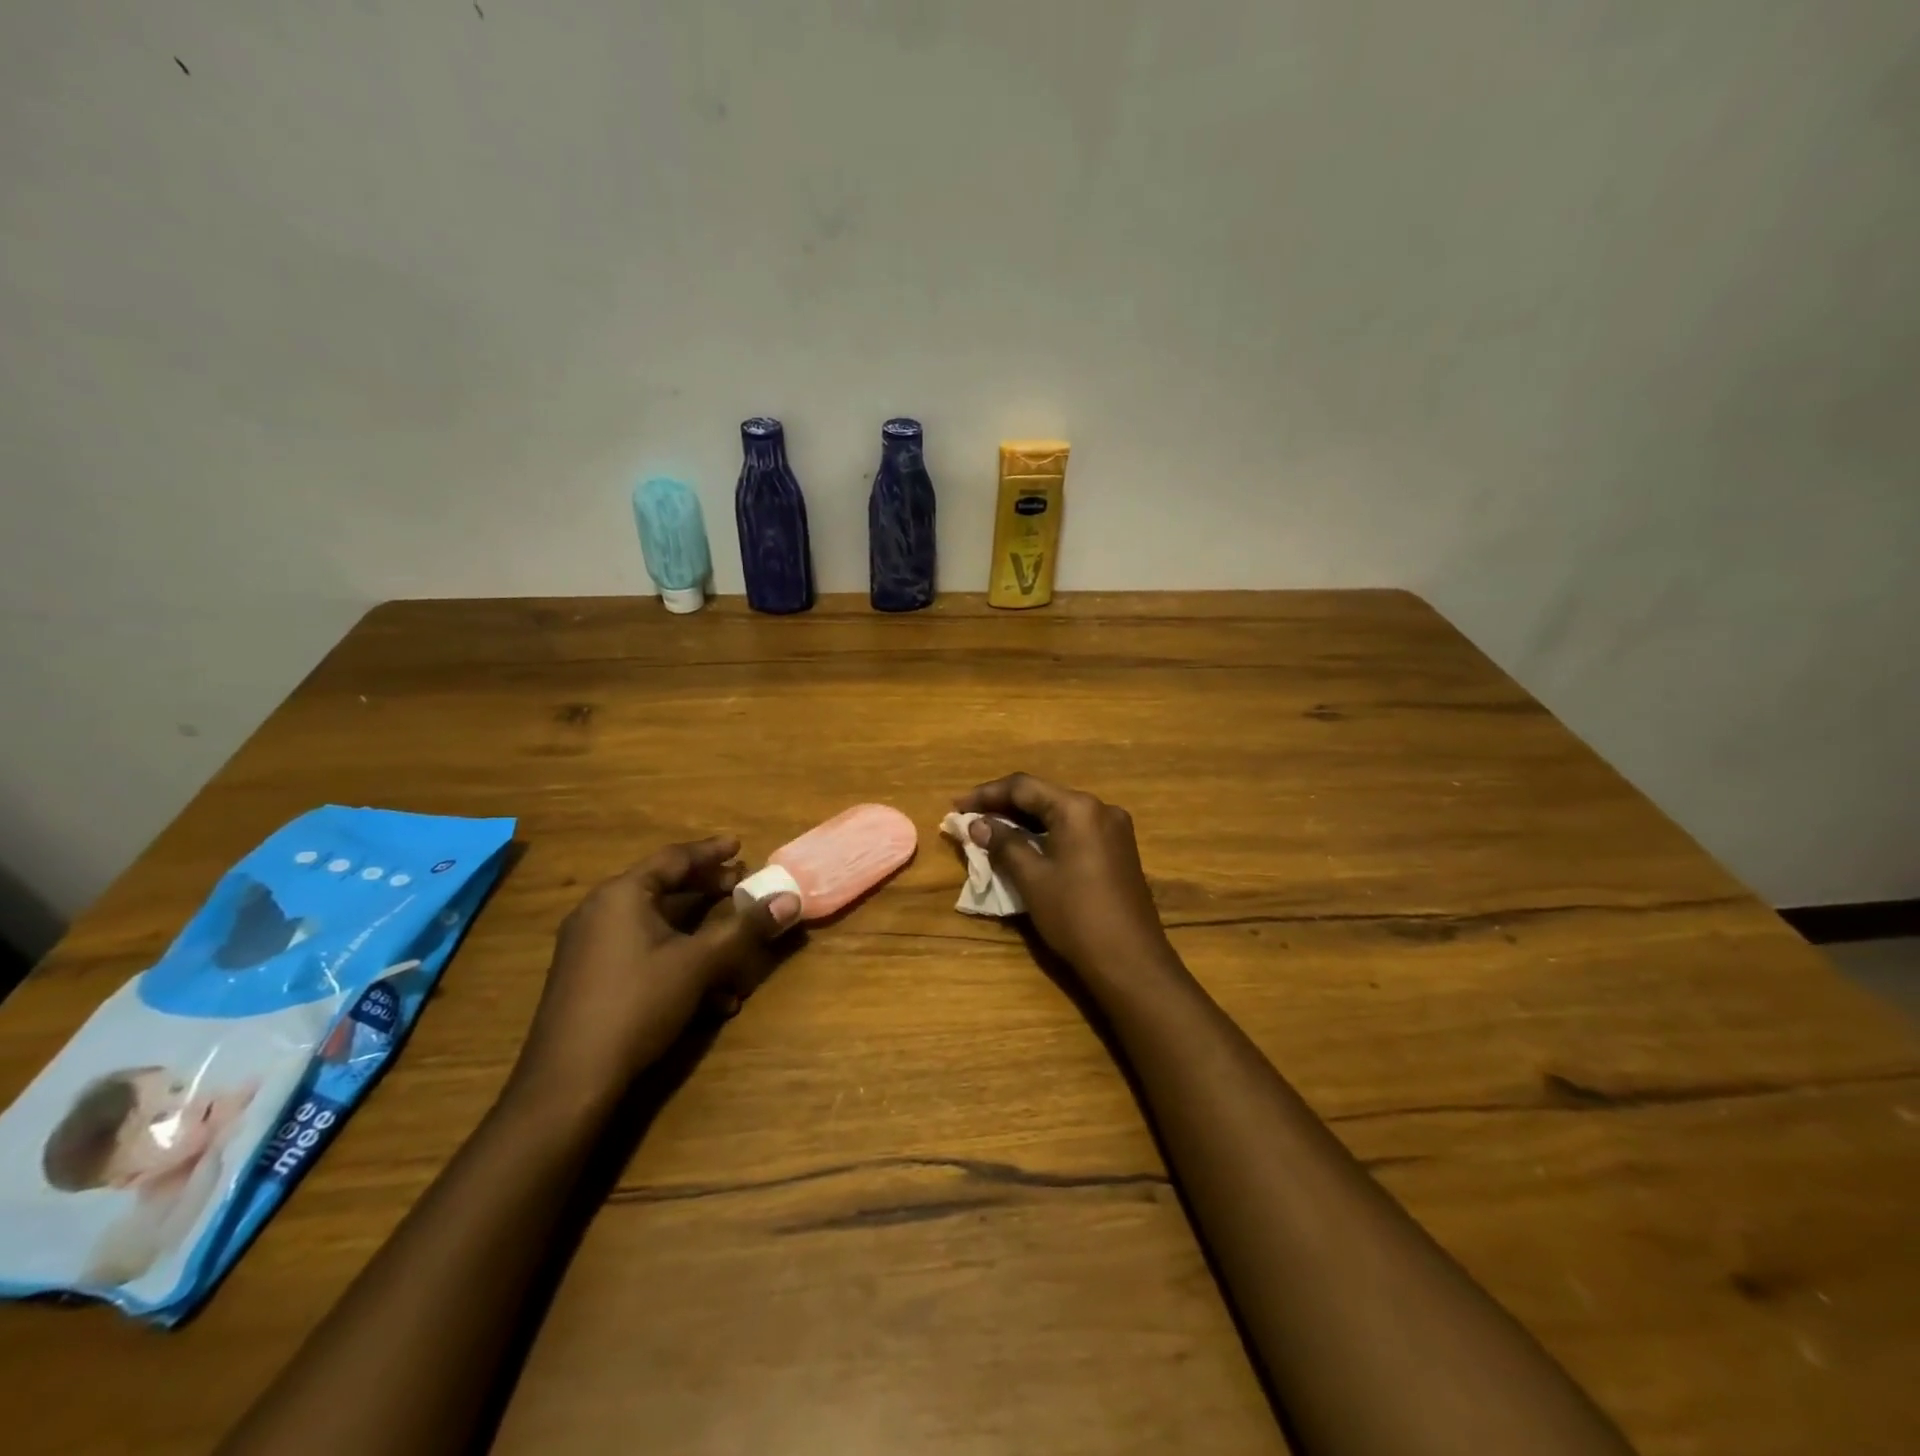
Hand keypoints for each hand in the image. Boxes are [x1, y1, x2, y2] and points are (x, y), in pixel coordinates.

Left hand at [511, 837, 798, 1107]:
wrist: (568, 1081)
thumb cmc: (636, 1004)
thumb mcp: (698, 963)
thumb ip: (745, 928)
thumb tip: (790, 899)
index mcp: (621, 895)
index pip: (674, 858)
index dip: (711, 852)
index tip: (740, 846)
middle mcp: (600, 912)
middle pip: (664, 889)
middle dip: (708, 891)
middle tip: (742, 887)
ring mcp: (590, 947)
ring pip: (657, 927)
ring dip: (699, 935)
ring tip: (736, 947)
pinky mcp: (589, 980)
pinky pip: (642, 954)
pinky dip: (677, 962)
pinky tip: (711, 998)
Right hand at [955, 774, 1175, 980]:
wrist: (1130, 961)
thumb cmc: (1076, 916)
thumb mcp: (1032, 879)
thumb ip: (1003, 844)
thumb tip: (977, 824)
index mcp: (1078, 808)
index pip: (1023, 787)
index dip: (986, 795)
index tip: (956, 807)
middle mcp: (1100, 809)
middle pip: (1043, 796)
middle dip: (1005, 807)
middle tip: (970, 819)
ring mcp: (1114, 830)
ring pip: (1059, 814)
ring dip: (1025, 821)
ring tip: (992, 832)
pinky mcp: (1119, 851)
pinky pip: (1075, 830)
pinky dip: (1047, 834)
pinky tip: (1026, 846)